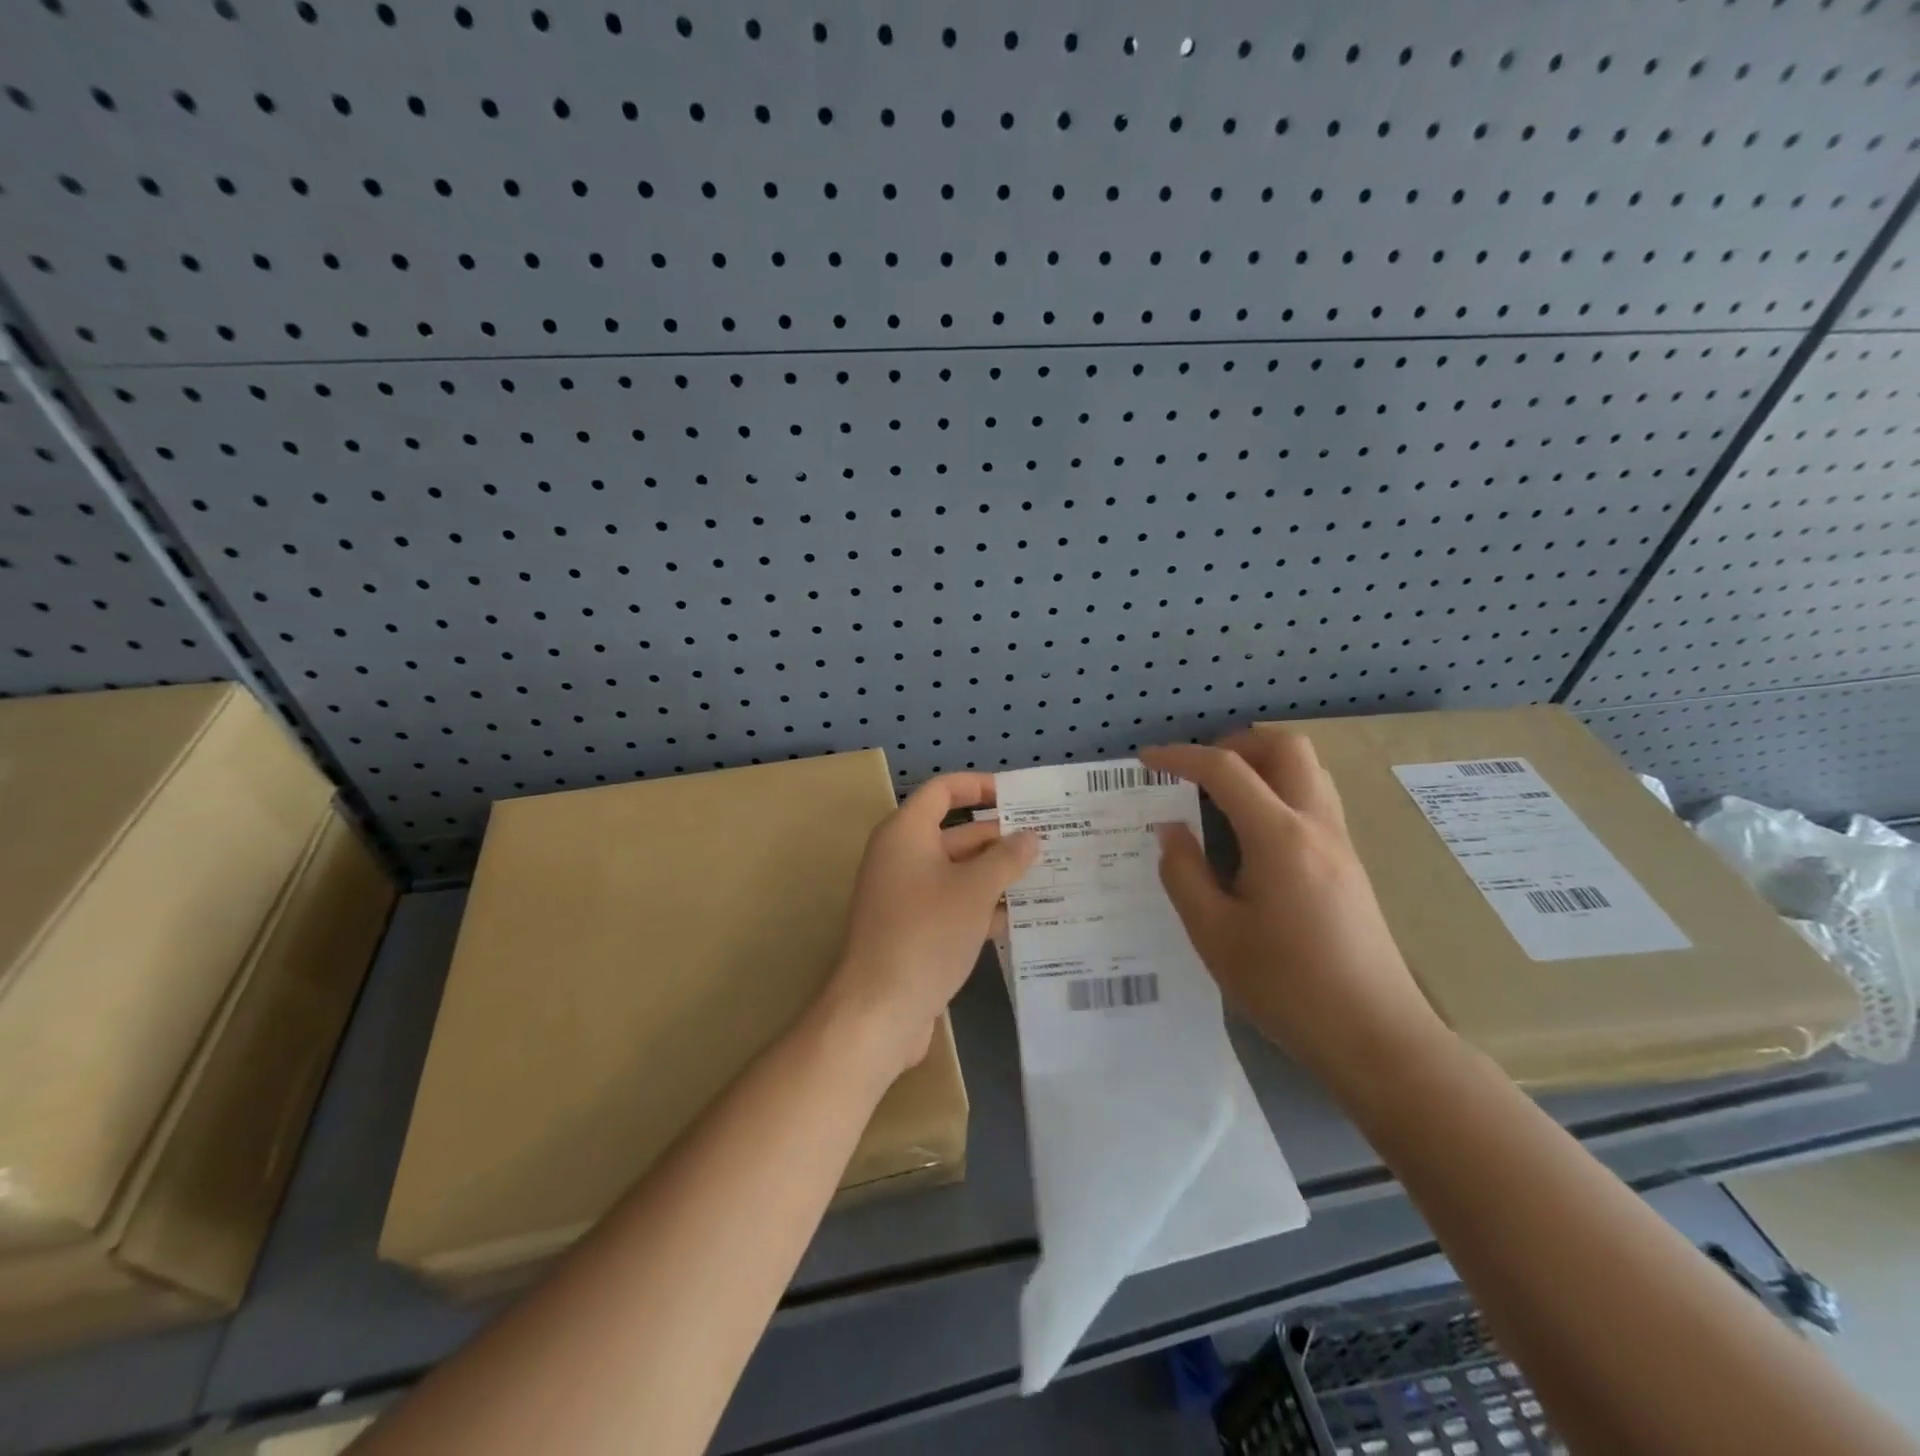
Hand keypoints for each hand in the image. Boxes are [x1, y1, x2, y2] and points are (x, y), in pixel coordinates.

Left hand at [826, 773, 1038, 1079]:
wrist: (879, 1010)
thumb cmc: (926, 934)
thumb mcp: (974, 891)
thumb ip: (1006, 859)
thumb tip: (1030, 837)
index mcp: (906, 833)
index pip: (943, 790)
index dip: (980, 786)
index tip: (1019, 795)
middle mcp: (903, 857)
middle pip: (956, 833)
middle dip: (1000, 837)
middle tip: (1049, 840)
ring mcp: (907, 896)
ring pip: (959, 872)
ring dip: (997, 875)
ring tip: (1048, 876)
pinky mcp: (914, 929)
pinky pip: (953, 904)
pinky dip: (983, 906)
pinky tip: (1022, 918)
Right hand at [1139, 732, 1448, 1087]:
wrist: (1376, 1036)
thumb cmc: (1286, 986)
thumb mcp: (1214, 934)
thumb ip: (1184, 873)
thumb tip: (1170, 830)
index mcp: (1279, 837)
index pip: (1226, 771)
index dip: (1181, 756)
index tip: (1147, 759)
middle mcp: (1317, 826)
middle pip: (1286, 748)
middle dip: (1236, 743)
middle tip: (1198, 768)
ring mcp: (1341, 844)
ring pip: (1308, 770)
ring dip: (1263, 763)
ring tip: (1222, 793)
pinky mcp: (1350, 865)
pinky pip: (1315, 799)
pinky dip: (1280, 789)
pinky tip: (1253, 831)